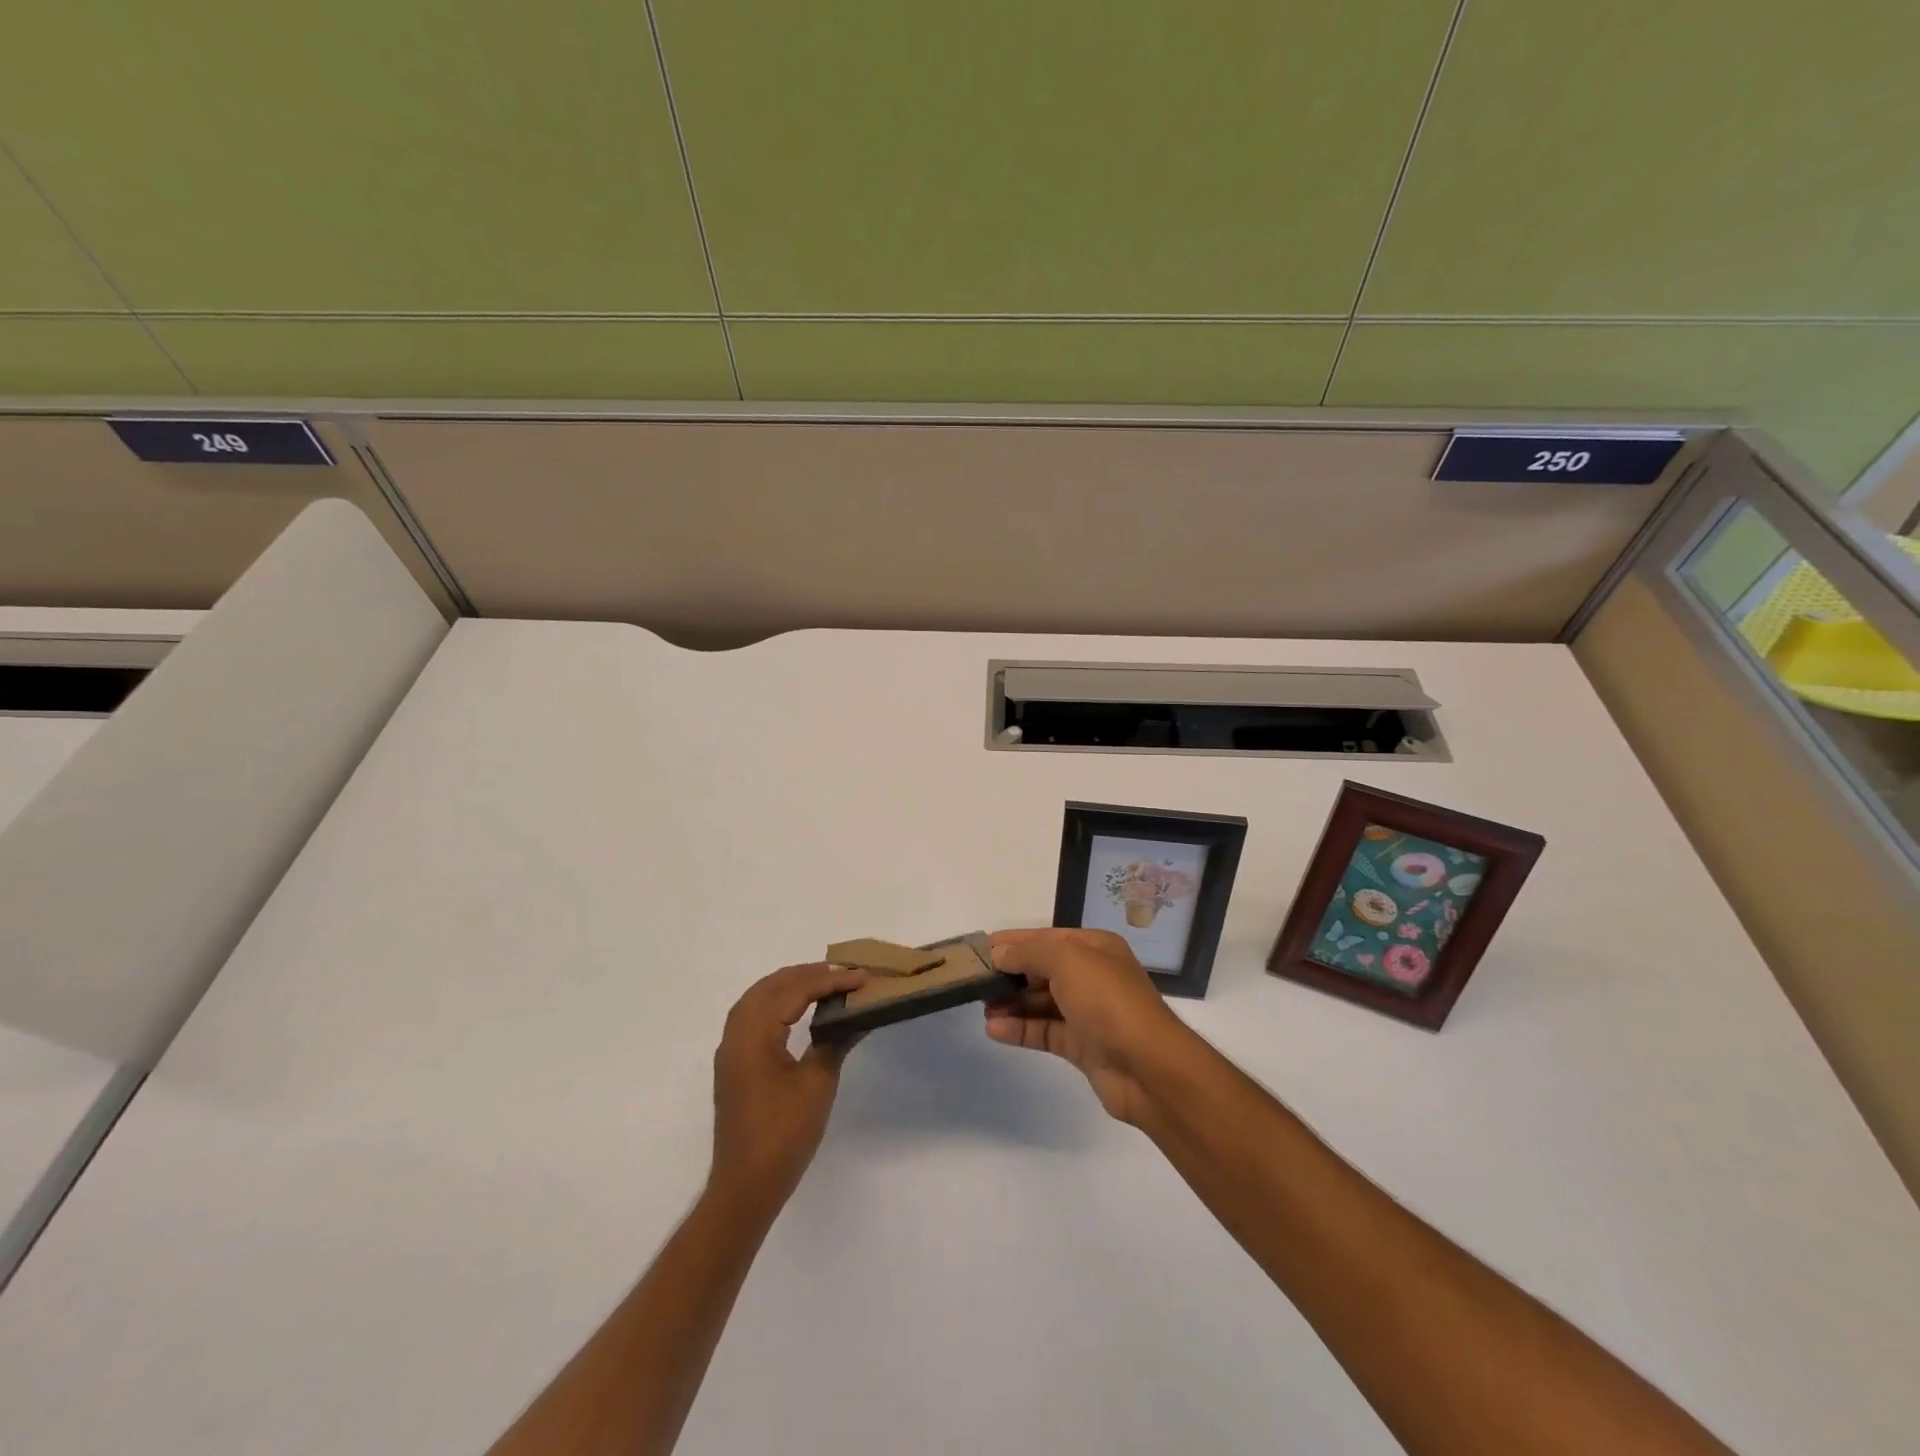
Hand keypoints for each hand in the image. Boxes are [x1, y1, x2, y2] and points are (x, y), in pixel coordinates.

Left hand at [709, 963, 865, 1209]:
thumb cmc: (783, 1135)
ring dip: (790, 985)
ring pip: (758, 998)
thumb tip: (858, 1016)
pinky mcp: (734, 1064)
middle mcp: (736, 1034)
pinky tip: (798, 1009)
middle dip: (807, 974)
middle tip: (844, 973)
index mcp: (754, 1035)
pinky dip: (776, 1002)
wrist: (746, 1186)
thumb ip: (835, 1041)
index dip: (829, 981)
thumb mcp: (817, 1084)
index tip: (862, 977)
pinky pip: (753, 1016)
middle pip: (770, 986)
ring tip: (824, 983)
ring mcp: (731, 1050)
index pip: (794, 991)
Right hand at [983, 928, 1195, 1124]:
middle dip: (1010, 973)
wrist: (1148, 1066)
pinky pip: (1044, 1031)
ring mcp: (1088, 1013)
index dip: (1015, 941)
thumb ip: (1028, 953)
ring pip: (1041, 1002)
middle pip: (1043, 970)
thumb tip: (1000, 953)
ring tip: (981, 1006)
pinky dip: (1020, 1029)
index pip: (1047, 938)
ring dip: (1012, 1003)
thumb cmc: (1107, 1000)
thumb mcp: (1066, 960)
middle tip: (975, 980)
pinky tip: (994, 1029)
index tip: (982, 947)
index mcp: (1095, 948)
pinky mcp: (1082, 1046)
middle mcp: (1092, 976)